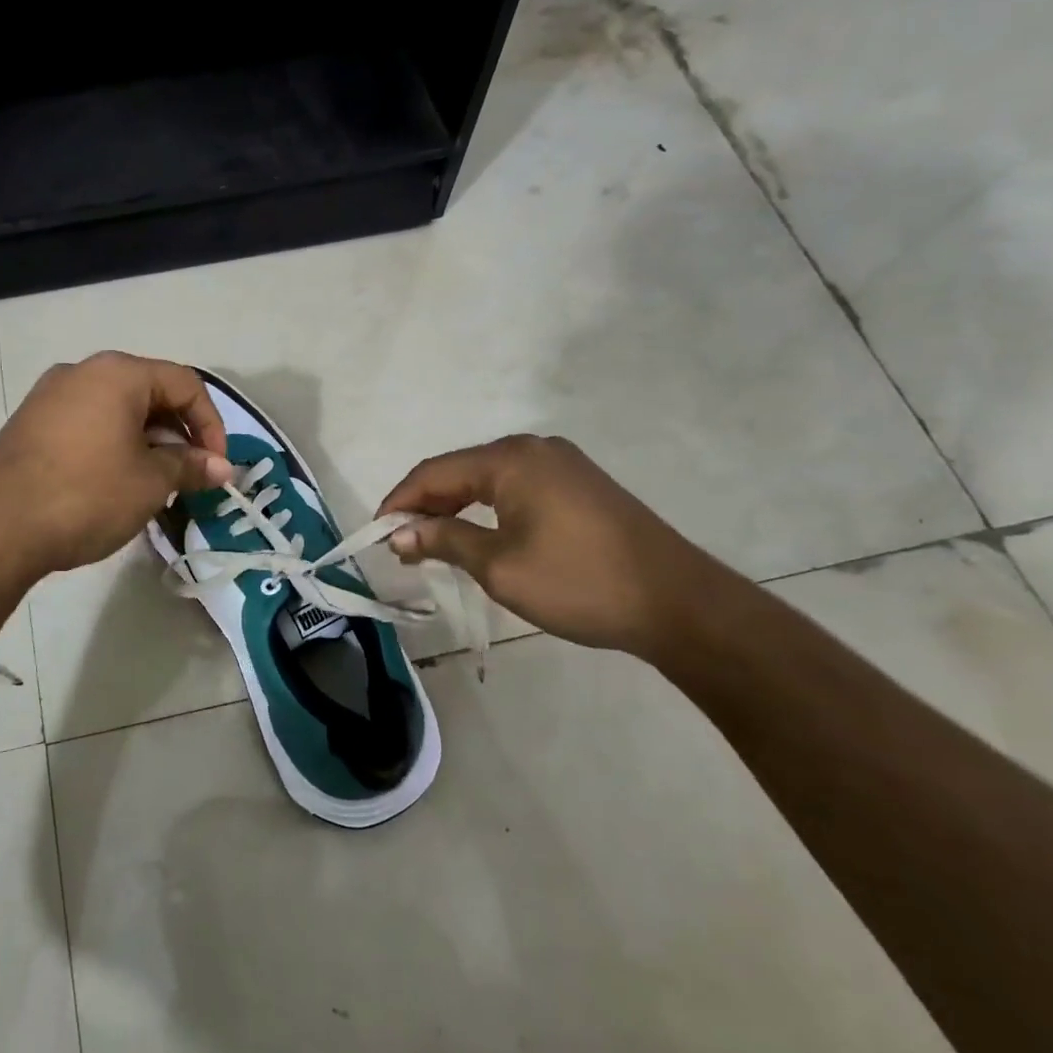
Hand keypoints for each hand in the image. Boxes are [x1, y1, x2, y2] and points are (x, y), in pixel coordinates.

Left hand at [0, 351, 232, 576]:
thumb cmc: (86, 495)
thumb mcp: (151, 482)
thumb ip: (191, 466)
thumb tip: (223, 468)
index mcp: (118, 373)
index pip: (185, 384)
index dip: (211, 424)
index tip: (217, 467)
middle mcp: (82, 372)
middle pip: (150, 393)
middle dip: (179, 434)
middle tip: (190, 476)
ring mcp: (50, 396)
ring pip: (117, 410)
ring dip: (147, 442)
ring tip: (156, 484)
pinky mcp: (30, 424)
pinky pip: (87, 424)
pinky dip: (114, 446)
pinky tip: (115, 484)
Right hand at [376, 435, 724, 659]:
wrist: (677, 603)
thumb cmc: (579, 582)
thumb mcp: (500, 566)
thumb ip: (444, 540)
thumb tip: (398, 533)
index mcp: (511, 459)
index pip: (434, 473)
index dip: (399, 502)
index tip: (375, 534)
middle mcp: (534, 449)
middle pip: (460, 472)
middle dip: (425, 506)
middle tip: (399, 544)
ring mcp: (561, 465)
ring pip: (487, 481)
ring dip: (454, 509)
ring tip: (429, 543)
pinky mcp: (579, 486)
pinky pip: (515, 489)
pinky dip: (486, 511)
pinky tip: (477, 535)